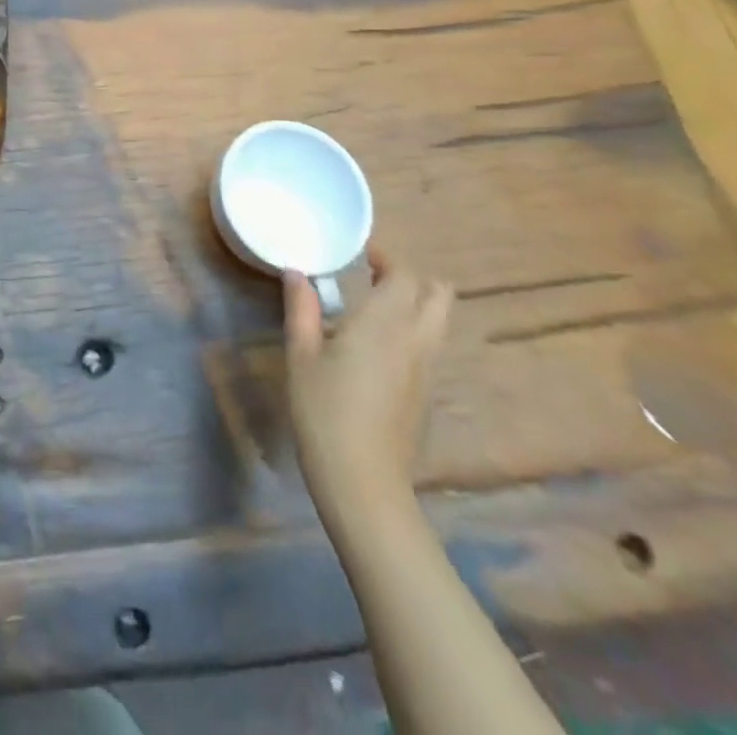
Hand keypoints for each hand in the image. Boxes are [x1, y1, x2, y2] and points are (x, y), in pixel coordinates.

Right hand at [283, 251, 451, 522]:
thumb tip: (296, 272)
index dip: (387, 259)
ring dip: (417, 304)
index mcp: (384, 323)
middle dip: (412, 279)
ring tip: (374, 307)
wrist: (363, 481)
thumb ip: (301, 308)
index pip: (405, 276)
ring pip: (440, 321)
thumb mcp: (301, 355)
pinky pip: (431, 345)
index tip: (361, 255)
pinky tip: (378, 346)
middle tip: (373, 277)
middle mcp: (416, 340)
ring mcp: (427, 369)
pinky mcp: (427, 393)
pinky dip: (414, 331)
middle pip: (439, 294)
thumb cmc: (324, 411)